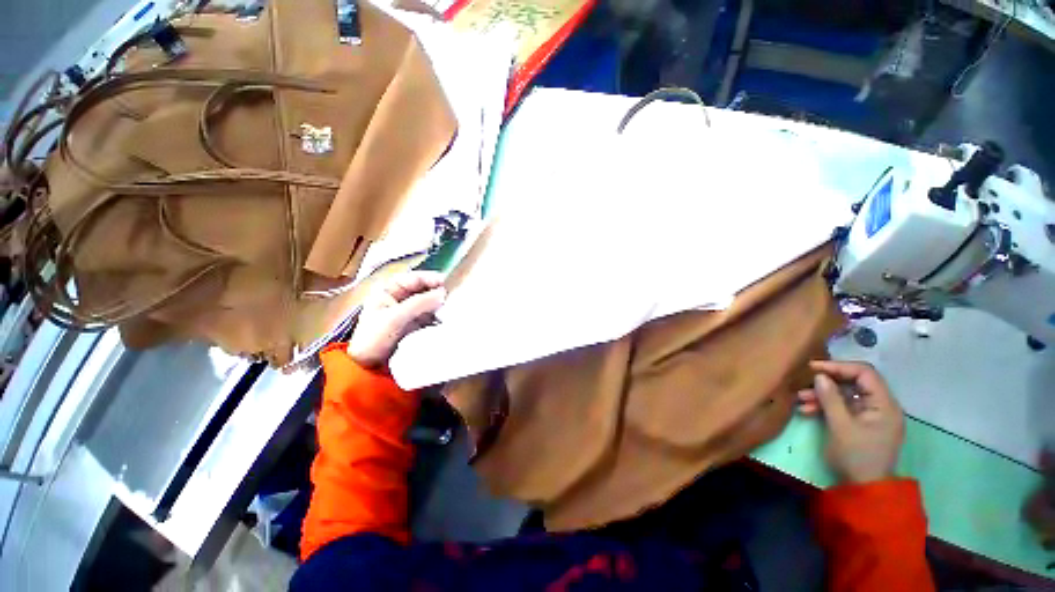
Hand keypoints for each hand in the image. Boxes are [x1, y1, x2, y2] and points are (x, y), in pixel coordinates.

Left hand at [348, 271, 445, 368]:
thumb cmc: (374, 338)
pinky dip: (439, 316)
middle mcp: (400, 299)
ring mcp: (409, 312)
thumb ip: (419, 303)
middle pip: (423, 289)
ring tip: (452, 308)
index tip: (445, 282)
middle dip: (436, 292)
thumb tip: (443, 293)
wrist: (369, 367)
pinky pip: (431, 316)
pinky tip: (447, 318)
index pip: (413, 278)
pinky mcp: (416, 325)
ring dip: (439, 305)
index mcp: (388, 291)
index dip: (429, 278)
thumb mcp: (394, 318)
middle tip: (451, 296)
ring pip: (429, 303)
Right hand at [797, 360, 905, 484]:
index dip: (838, 367)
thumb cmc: (856, 456)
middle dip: (827, 382)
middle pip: (854, 382)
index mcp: (884, 404)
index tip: (813, 368)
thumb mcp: (840, 426)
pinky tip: (807, 411)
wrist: (865, 488)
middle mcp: (881, 406)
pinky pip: (843, 407)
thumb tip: (819, 375)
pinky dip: (826, 406)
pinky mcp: (862, 423)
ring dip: (822, 395)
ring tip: (800, 400)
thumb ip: (831, 398)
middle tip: (803, 384)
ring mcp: (872, 415)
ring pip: (845, 395)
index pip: (864, 373)